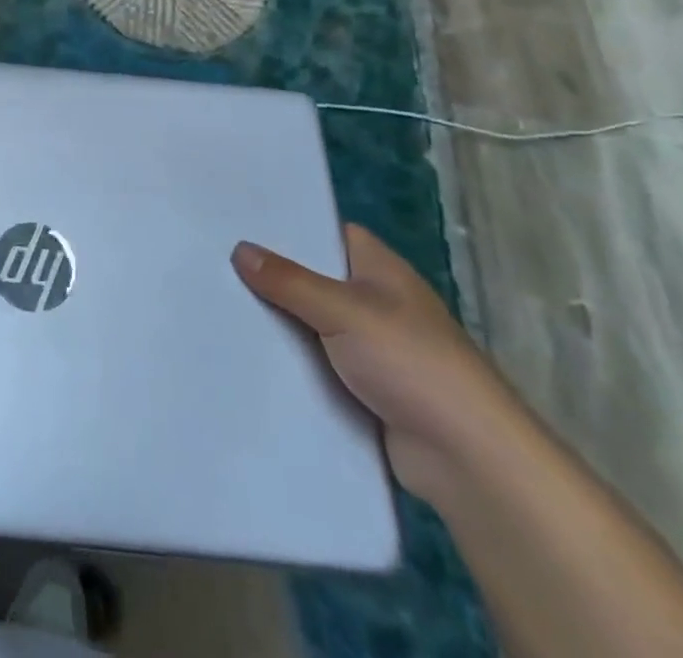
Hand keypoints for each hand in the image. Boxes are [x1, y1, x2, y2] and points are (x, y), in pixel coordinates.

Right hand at [233, 224, 523, 501]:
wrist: (467, 458)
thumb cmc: (411, 361)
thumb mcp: (344, 310)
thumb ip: (290, 280)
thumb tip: (240, 248)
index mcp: (380, 269)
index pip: (328, 233)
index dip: (289, 227)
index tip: (240, 223)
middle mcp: (375, 303)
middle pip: (314, 280)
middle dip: (272, 278)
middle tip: (215, 265)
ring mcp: (370, 350)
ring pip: (311, 326)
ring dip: (278, 325)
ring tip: (218, 309)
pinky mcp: (363, 391)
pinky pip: (316, 367)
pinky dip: (290, 366)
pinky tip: (246, 359)